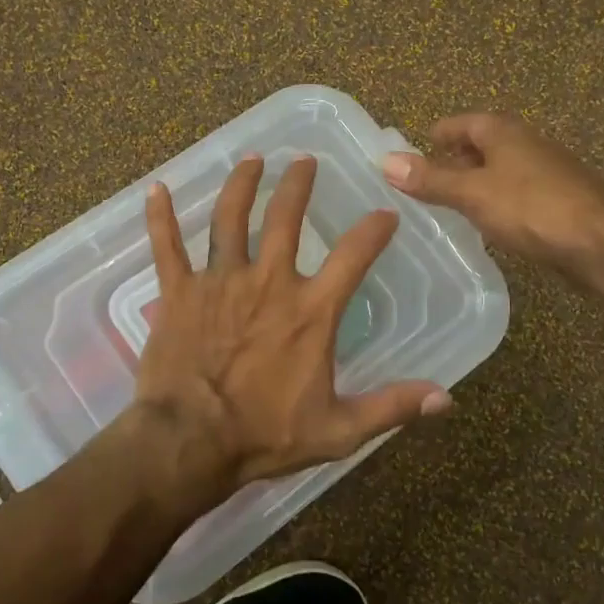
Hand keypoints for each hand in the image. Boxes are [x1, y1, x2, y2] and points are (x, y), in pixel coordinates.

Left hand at [134, 154, 452, 505]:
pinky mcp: (178, 292)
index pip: (353, 256)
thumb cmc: (264, 435)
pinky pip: (167, 246)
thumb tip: (447, 398)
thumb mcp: (338, 429)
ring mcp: (219, 282)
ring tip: (251, 160)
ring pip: (230, 219)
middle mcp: (267, 282)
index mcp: (310, 311)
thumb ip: (391, 407)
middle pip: (285, 219)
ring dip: (241, 185)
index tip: (386, 215)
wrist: (190, 442)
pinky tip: (157, 189)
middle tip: (304, 160)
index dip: (374, 231)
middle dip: (298, 184)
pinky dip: (161, 216)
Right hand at [380, 113, 603, 283]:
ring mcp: (545, 171)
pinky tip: (487, 222)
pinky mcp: (557, 200)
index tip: (416, 149)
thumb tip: (386, 161)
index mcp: (503, 132)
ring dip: (476, 181)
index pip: (462, 122)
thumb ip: (431, 179)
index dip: (438, 134)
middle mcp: (526, 143)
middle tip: (426, 179)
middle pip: (483, 144)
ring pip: (500, 169)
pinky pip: (516, 192)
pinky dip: (496, 200)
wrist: (601, 243)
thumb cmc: (532, 208)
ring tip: (450, 202)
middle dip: (455, 158)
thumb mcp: (472, 193)